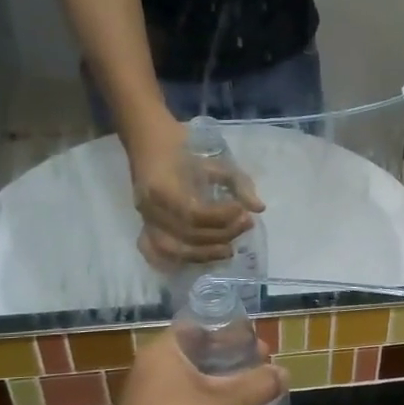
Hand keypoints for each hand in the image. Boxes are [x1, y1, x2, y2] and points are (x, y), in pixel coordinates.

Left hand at [106, 330, 288, 404]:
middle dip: (232, 359)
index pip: (199, 327)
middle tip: (263, 365)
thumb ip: (258, 384)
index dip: (229, 332)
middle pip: (198, 353)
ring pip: (194, 380)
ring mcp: (151, 397)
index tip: (255, 342)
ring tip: (255, 389)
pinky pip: (189, 402)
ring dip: (224, 383)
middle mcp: (154, 369)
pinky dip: (211, 402)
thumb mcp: (226, 403)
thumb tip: (285, 373)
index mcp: (164, 353)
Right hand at [125, 116, 265, 265]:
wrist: (150, 143)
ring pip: (173, 250)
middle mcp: (150, 209)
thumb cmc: (185, 151)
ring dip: (205, 254)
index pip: (193, 214)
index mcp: (163, 188)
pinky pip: (156, 253)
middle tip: (246, 225)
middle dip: (221, 234)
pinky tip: (203, 259)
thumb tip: (259, 208)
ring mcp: (144, 221)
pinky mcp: (144, 228)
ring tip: (230, 250)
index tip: (243, 211)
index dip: (221, 217)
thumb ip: (239, 184)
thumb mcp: (215, 162)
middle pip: (187, 235)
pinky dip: (179, 261)